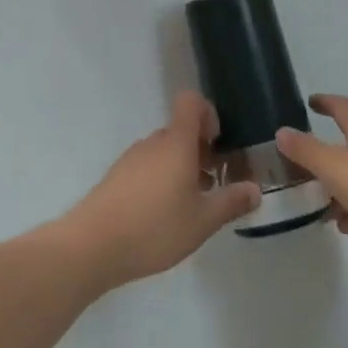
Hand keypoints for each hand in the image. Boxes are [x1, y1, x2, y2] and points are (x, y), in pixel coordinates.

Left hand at [60, 93, 261, 290]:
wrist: (92, 245)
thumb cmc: (154, 227)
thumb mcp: (202, 221)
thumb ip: (231, 202)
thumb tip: (255, 189)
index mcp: (176, 142)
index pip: (191, 102)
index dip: (208, 114)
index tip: (217, 144)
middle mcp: (153, 142)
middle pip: (179, 130)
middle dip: (199, 150)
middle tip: (212, 184)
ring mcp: (131, 158)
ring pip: (163, 151)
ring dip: (180, 167)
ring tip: (189, 205)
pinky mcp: (116, 177)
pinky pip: (146, 166)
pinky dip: (160, 180)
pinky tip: (162, 216)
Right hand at [275, 95, 347, 264]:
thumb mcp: (335, 167)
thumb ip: (306, 151)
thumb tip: (282, 131)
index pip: (342, 107)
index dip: (325, 102)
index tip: (311, 102)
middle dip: (329, 152)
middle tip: (305, 164)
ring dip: (342, 187)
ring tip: (320, 204)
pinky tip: (346, 226)